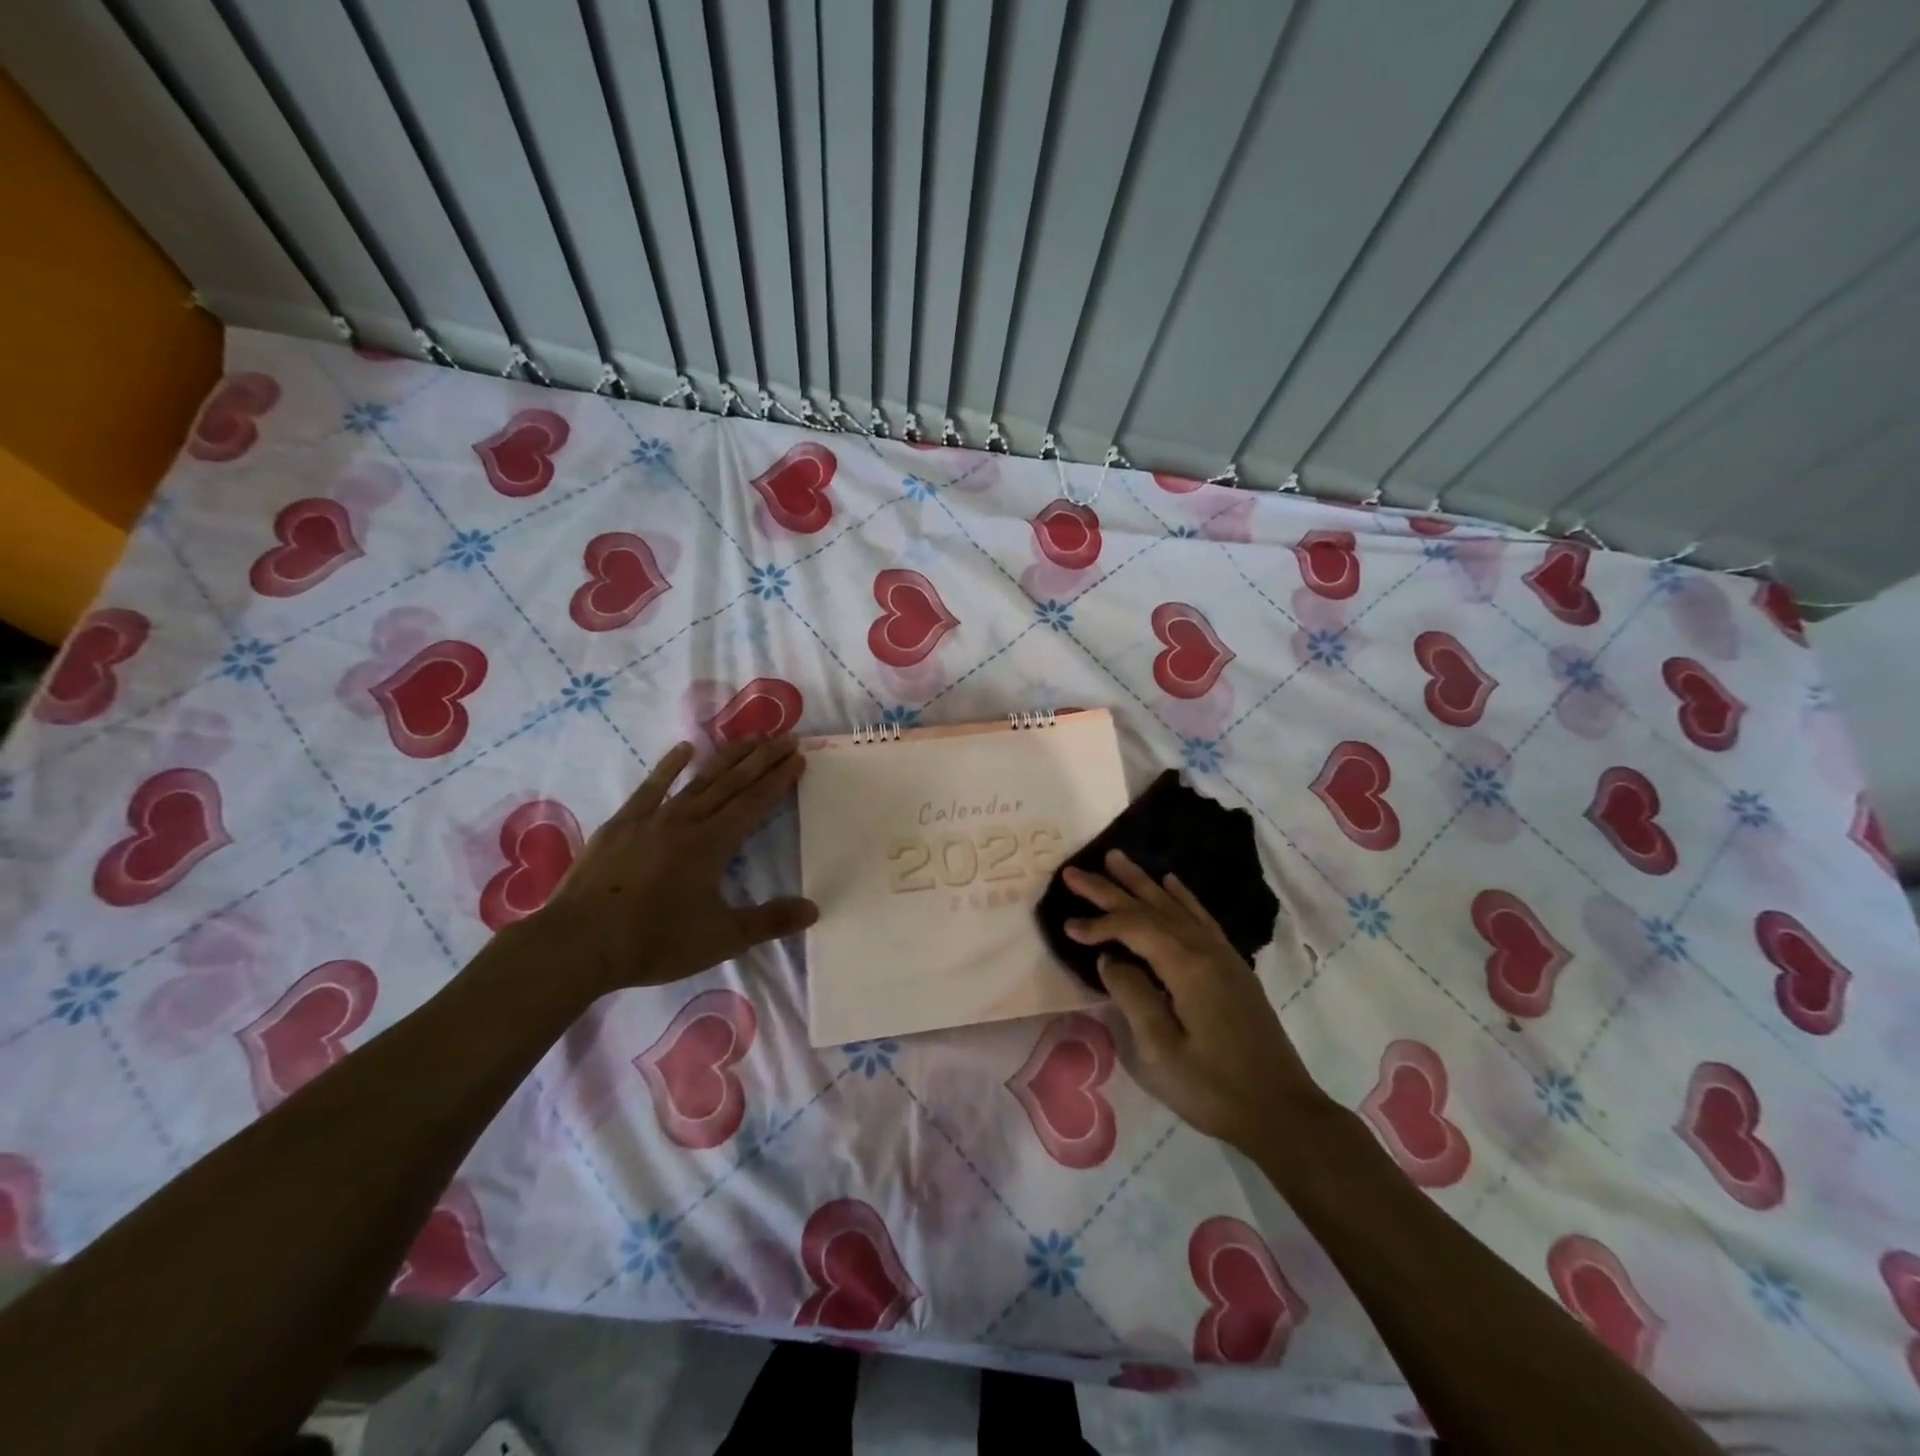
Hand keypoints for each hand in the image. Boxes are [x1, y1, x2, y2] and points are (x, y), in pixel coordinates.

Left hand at [533, 736, 816, 993]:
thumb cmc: (654, 942)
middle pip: (732, 783)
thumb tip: (813, 909)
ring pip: (698, 779)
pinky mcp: (621, 825)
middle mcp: (686, 821)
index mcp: (713, 844)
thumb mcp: (721, 938)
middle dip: (762, 759)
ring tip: (750, 737)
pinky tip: (684, 749)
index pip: (755, 803)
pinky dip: (669, 766)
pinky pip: (651, 787)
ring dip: (727, 757)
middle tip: (785, 737)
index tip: (798, 757)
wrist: (577, 944)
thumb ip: (769, 922)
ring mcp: (651, 819)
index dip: (779, 780)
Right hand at [1063, 850, 1322, 1154]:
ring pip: (1175, 906)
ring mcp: (1223, 955)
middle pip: (1152, 908)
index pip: (1134, 928)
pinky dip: (1182, 896)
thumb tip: (1109, 959)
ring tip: (1116, 859)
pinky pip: (1201, 918)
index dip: (1098, 923)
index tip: (1067, 926)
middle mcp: (1205, 949)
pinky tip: (1171, 884)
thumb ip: (1132, 996)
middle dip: (1110, 889)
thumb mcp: (1161, 1051)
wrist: (1282, 1111)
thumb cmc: (1214, 1088)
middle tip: (1074, 871)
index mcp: (1187, 967)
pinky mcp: (1232, 967)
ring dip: (1142, 882)